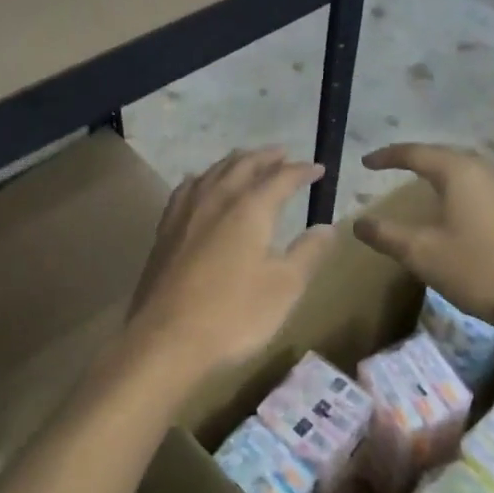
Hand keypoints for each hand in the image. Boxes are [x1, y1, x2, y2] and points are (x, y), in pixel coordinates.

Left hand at [121, 149, 335, 400]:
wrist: (166, 339)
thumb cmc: (234, 314)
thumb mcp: (284, 287)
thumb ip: (308, 253)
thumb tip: (328, 227)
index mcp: (250, 208)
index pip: (281, 178)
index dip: (302, 171)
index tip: (319, 169)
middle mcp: (217, 199)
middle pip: (243, 165)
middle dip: (266, 157)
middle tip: (283, 154)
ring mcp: (186, 212)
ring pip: (213, 172)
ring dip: (235, 162)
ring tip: (247, 160)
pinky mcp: (165, 229)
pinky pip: (188, 188)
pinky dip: (204, 178)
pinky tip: (201, 185)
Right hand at [356, 144, 493, 332]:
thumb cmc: (474, 269)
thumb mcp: (420, 253)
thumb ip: (385, 234)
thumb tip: (358, 223)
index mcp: (459, 172)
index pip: (416, 153)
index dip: (387, 156)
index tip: (365, 163)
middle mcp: (485, 169)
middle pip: (443, 153)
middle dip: (415, 157)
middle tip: (390, 164)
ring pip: (466, 165)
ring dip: (440, 167)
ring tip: (421, 175)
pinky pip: (481, 180)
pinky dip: (460, 181)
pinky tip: (457, 197)